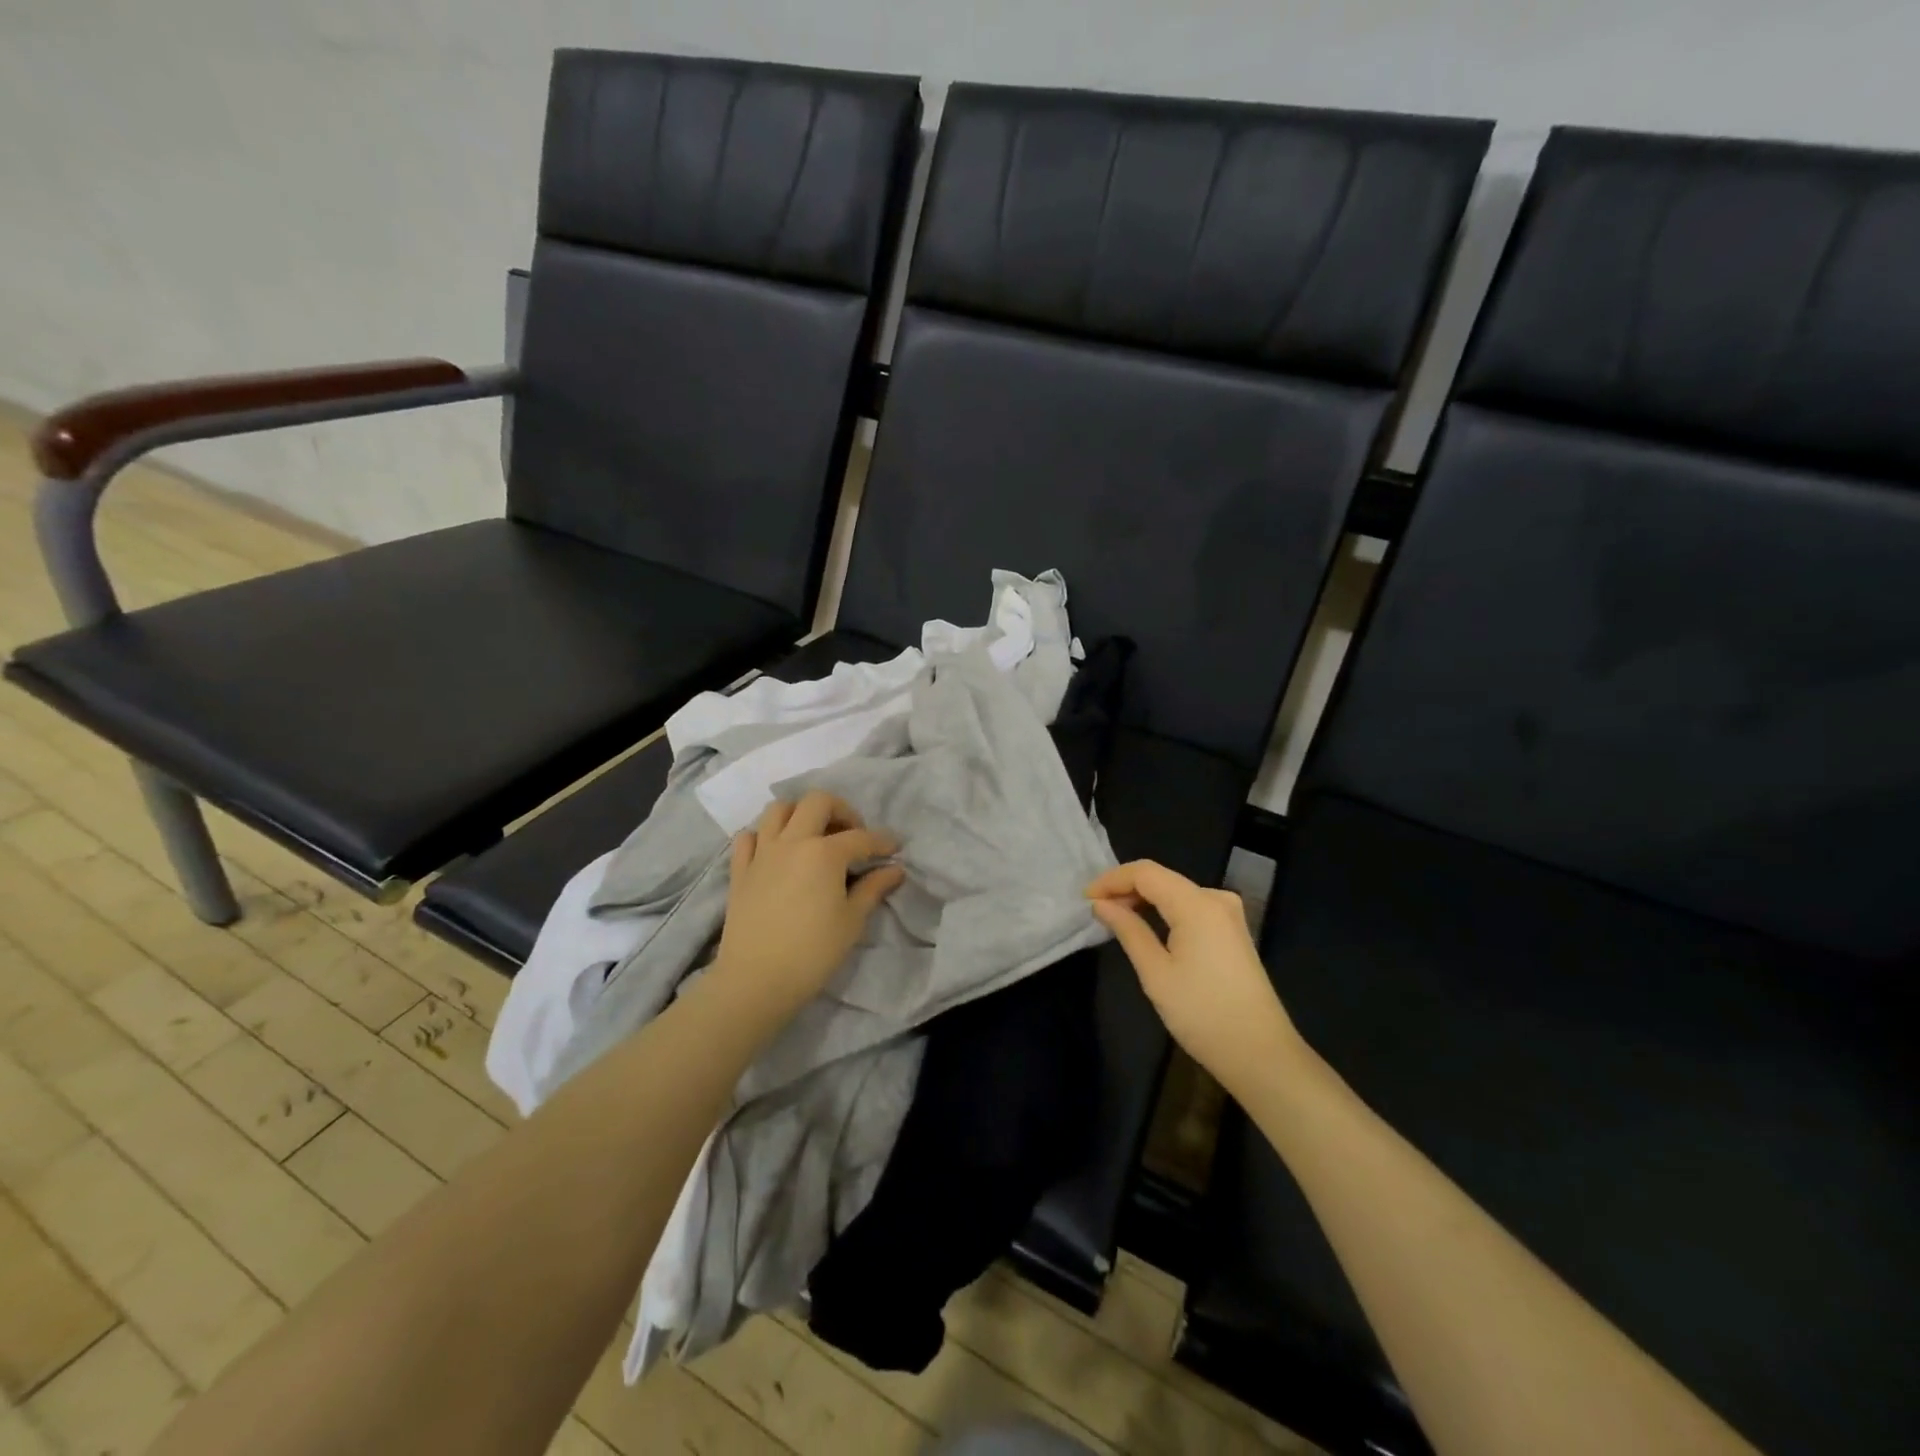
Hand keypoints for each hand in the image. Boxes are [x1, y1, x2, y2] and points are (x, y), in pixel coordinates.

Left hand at [713, 791, 904, 1019]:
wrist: (756, 981)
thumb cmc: (813, 952)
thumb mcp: (852, 921)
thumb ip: (873, 889)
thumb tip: (895, 870)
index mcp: (824, 853)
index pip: (861, 837)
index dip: (882, 842)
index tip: (895, 849)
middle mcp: (792, 841)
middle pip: (817, 802)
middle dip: (841, 810)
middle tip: (852, 834)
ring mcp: (762, 853)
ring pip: (778, 809)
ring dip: (800, 813)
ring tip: (813, 835)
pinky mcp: (739, 870)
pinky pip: (748, 837)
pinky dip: (764, 835)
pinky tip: (776, 852)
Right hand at [1088, 860, 1301, 1095]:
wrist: (1261, 1054)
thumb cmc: (1202, 1013)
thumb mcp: (1155, 973)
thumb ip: (1128, 930)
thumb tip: (1101, 904)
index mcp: (1197, 904)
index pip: (1145, 872)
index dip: (1112, 879)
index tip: (1085, 899)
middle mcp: (1216, 898)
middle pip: (1162, 878)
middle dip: (1126, 888)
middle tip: (1096, 909)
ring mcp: (1228, 915)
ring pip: (1176, 891)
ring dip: (1144, 899)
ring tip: (1115, 917)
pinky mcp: (1233, 931)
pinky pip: (1190, 906)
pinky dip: (1164, 910)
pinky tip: (1147, 926)